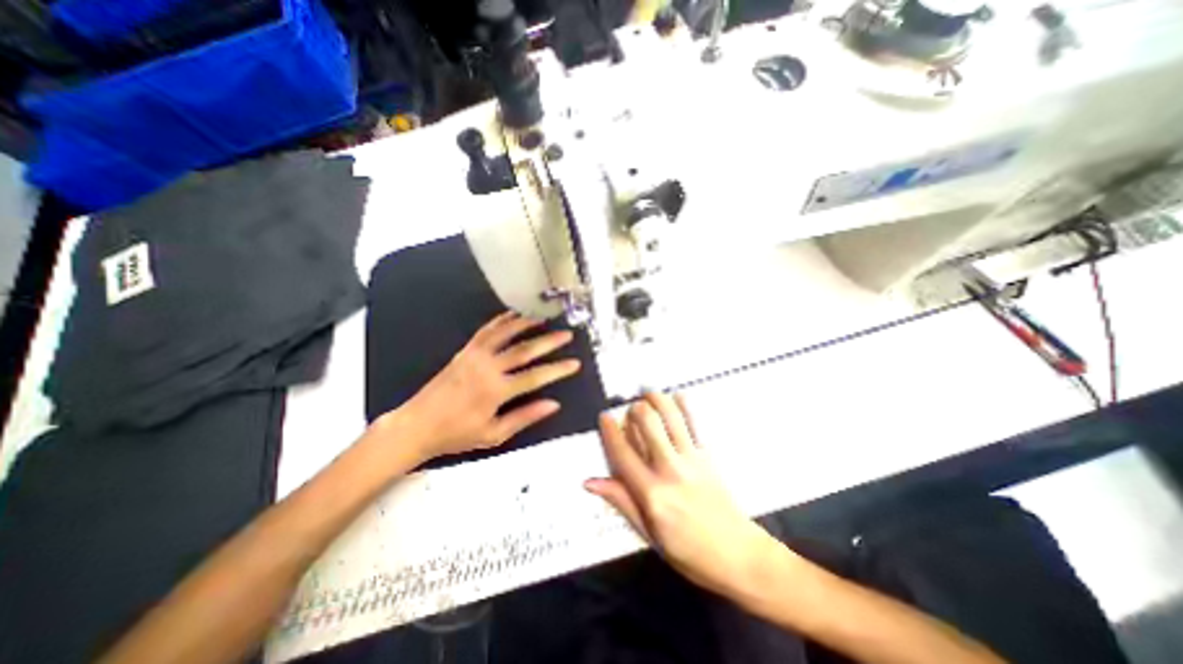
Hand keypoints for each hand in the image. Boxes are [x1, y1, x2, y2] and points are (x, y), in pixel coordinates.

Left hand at [388, 312, 581, 461]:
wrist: (417, 425)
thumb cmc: (455, 434)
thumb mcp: (494, 434)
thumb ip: (525, 417)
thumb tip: (552, 404)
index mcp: (496, 390)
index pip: (535, 376)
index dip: (557, 369)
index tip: (574, 364)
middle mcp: (487, 368)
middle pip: (525, 350)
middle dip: (549, 341)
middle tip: (566, 335)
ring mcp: (474, 356)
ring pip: (505, 334)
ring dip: (526, 324)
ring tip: (543, 318)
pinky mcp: (464, 351)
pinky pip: (485, 331)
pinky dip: (500, 321)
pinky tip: (511, 315)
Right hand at [585, 393, 772, 598]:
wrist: (738, 555)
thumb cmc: (688, 551)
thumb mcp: (648, 533)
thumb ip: (621, 501)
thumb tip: (591, 482)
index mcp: (651, 493)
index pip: (623, 453)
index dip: (610, 431)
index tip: (604, 417)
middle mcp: (669, 469)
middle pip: (648, 424)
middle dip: (635, 408)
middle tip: (630, 408)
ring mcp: (691, 459)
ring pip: (671, 417)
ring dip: (657, 399)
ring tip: (647, 393)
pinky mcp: (708, 456)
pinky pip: (695, 424)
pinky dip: (685, 406)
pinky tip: (678, 395)